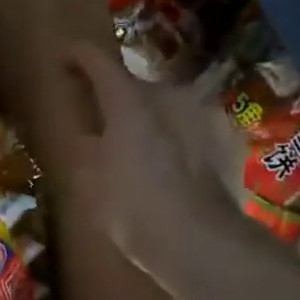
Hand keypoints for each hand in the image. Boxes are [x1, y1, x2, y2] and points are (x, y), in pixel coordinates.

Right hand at [63, 40, 250, 295]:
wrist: (201, 242)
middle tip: (107, 124)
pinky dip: (182, 140)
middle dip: (120, 100)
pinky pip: (195, 130)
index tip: (68, 57)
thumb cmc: (133, 209)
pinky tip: (177, 168)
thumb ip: (87, 150)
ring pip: (170, 108)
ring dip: (154, 120)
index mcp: (128, 100)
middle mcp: (170, 94)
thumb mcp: (90, 182)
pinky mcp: (231, 138)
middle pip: (137, 87)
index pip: (99, 62)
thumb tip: (90, 136)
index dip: (80, 57)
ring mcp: (205, 113)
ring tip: (145, 151)